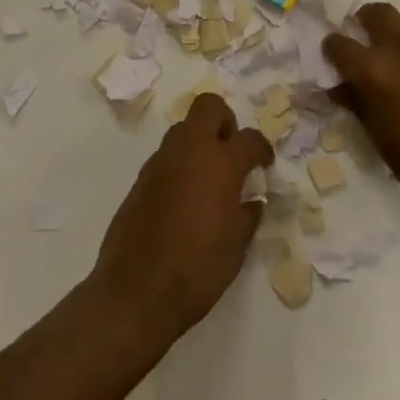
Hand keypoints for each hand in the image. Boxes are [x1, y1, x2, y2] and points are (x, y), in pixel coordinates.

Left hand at [91, 93, 273, 343]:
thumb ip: (247, 215)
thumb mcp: (236, 247)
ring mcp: (161, 162)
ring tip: (208, 177)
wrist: (136, 292)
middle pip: (209, 107)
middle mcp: (190, 151)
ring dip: (199, 141)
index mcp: (221, 164)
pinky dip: (179, 165)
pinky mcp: (140, 178)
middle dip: (225, 121)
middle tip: (231, 151)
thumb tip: (252, 200)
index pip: (249, 138)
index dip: (262, 148)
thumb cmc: (197, 270)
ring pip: (183, 129)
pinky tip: (184, 198)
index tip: (264, 164)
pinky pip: (166, 156)